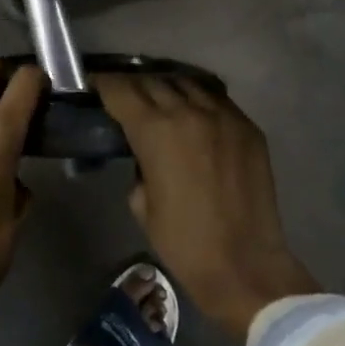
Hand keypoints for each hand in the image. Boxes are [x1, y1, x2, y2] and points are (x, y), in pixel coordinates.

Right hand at [95, 74, 319, 341]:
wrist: (244, 264)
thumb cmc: (184, 242)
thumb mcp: (141, 204)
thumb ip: (138, 166)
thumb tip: (146, 153)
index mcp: (156, 131)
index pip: (122, 90)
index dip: (104, 84)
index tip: (95, 85)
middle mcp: (190, 112)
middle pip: (153, 81)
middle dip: (134, 86)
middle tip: (125, 96)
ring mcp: (224, 116)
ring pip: (188, 83)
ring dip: (168, 88)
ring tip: (160, 99)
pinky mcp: (249, 127)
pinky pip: (217, 100)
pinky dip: (199, 100)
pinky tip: (194, 114)